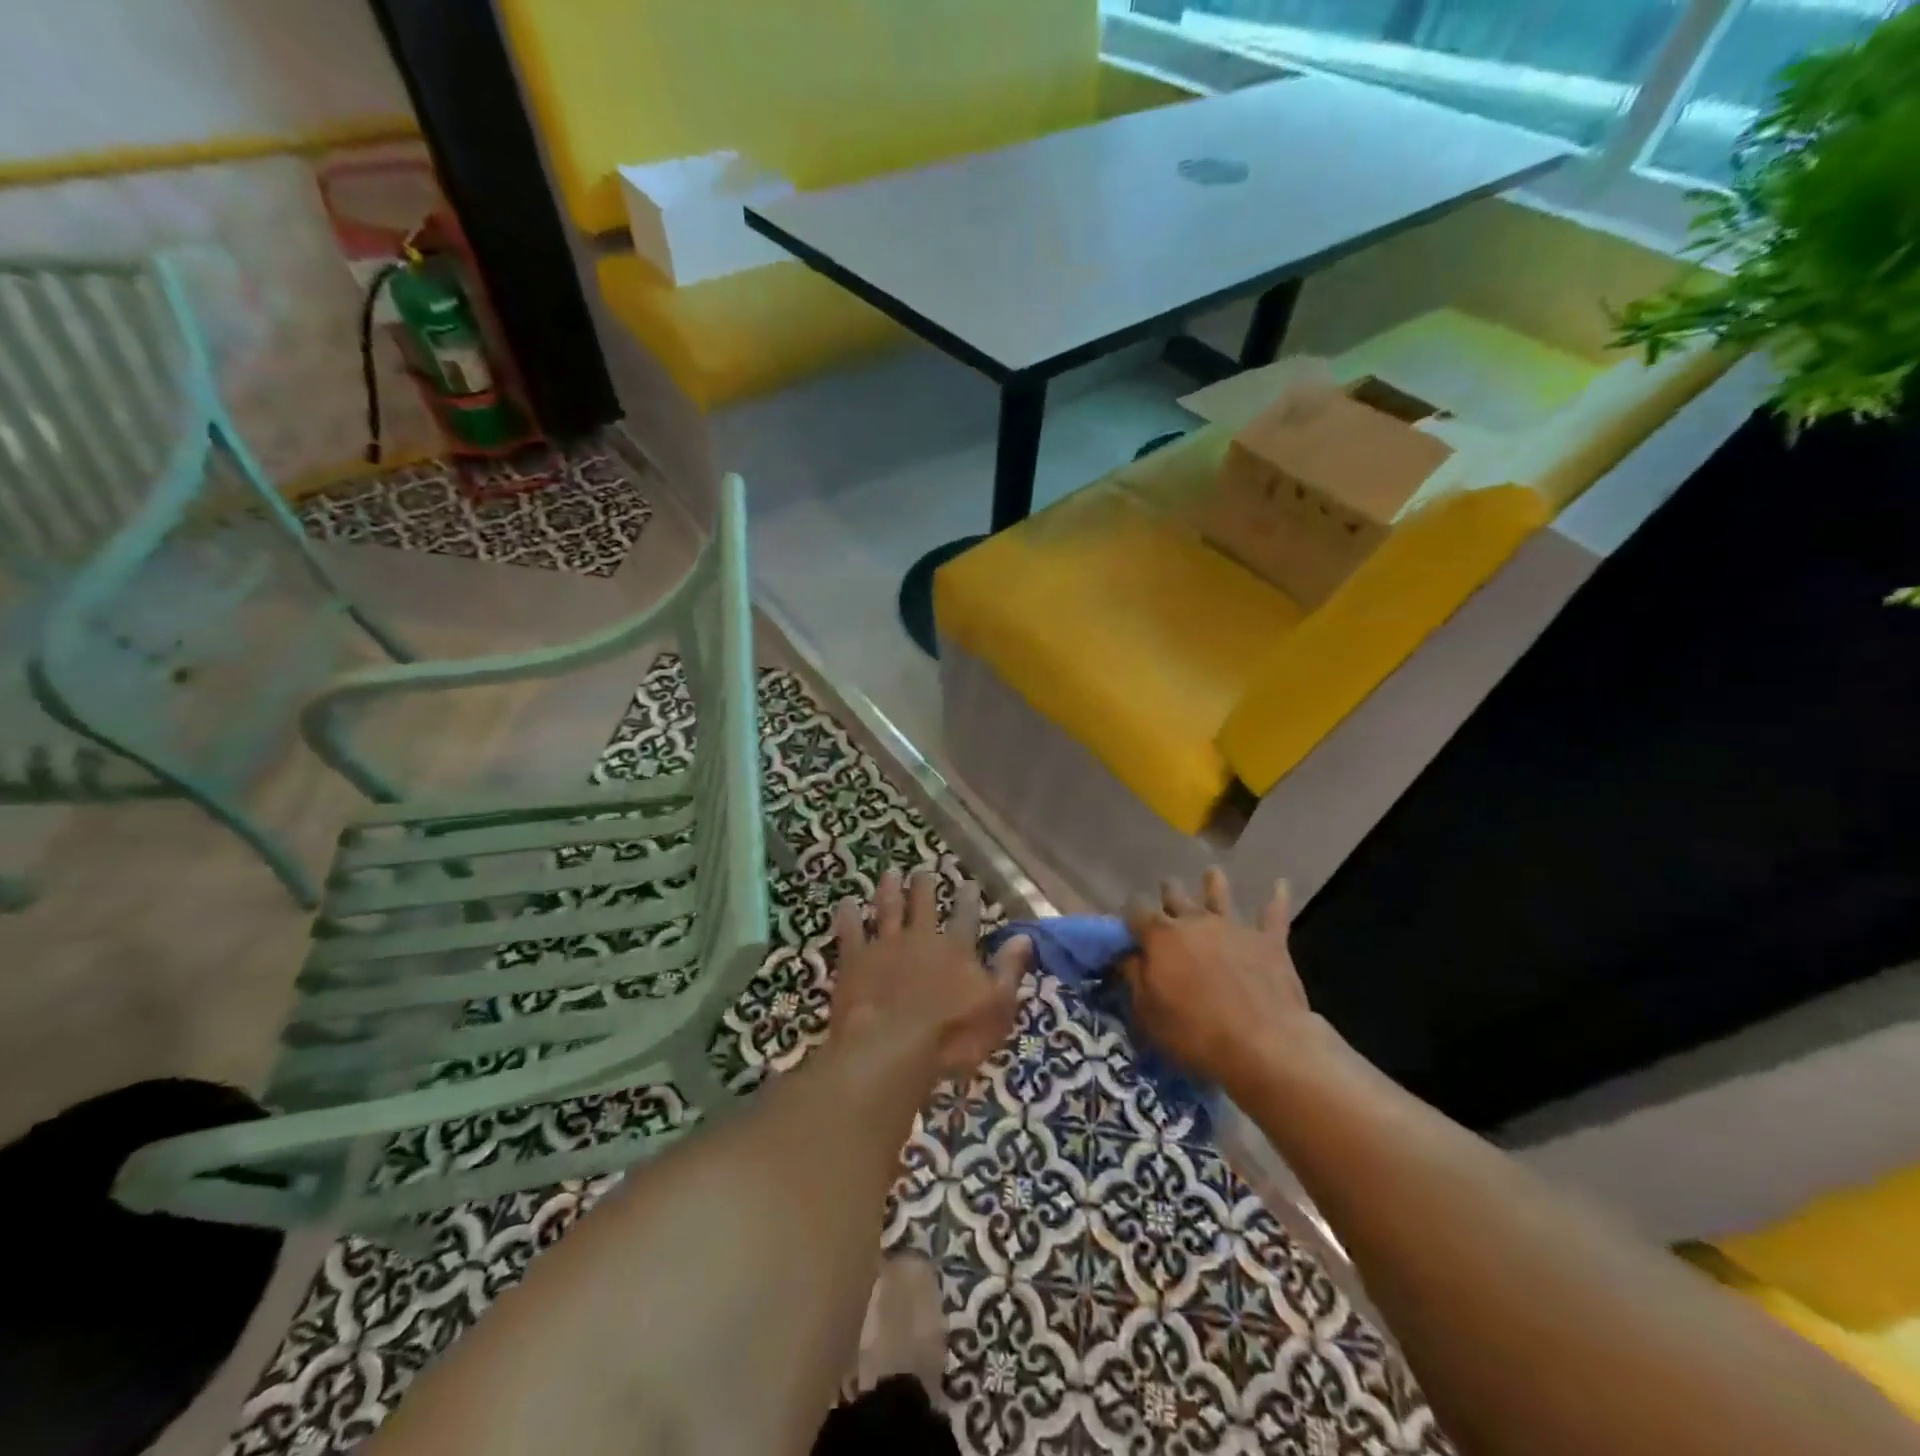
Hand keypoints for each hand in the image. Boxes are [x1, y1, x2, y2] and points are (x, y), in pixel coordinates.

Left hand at [830, 869, 1030, 1085]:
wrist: (889, 1048)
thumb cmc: (951, 1036)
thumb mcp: (996, 1008)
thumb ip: (1009, 970)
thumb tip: (1023, 937)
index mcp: (956, 949)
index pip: (966, 916)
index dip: (968, 899)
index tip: (968, 883)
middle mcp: (921, 938)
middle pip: (923, 904)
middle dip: (924, 886)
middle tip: (922, 872)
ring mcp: (885, 946)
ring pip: (887, 909)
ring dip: (889, 890)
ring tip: (890, 874)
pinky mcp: (855, 959)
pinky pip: (850, 931)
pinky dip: (848, 915)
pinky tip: (845, 903)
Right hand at [1123, 868, 1322, 1101]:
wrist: (1264, 1044)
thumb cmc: (1195, 1033)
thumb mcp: (1148, 1012)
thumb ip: (1135, 978)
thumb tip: (1126, 955)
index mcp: (1161, 937)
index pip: (1136, 913)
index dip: (1129, 916)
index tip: (1127, 922)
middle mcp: (1195, 922)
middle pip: (1176, 898)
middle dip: (1168, 893)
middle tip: (1166, 889)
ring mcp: (1233, 928)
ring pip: (1220, 896)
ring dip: (1214, 884)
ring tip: (1212, 873)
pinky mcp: (1269, 941)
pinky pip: (1274, 914)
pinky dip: (1277, 898)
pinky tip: (1280, 884)